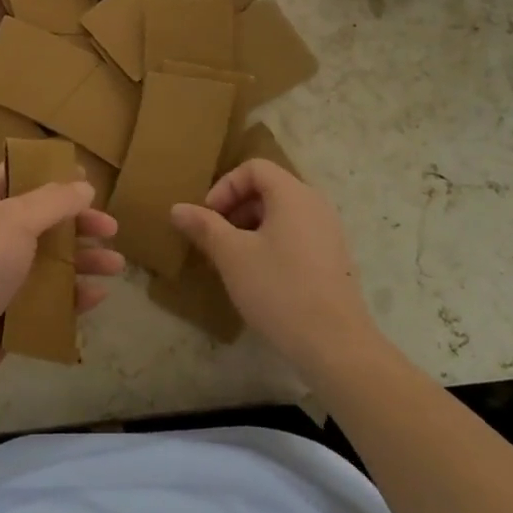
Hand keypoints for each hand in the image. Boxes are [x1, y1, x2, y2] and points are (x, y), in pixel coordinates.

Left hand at [0, 165, 122, 401]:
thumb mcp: (15, 221)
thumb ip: (54, 201)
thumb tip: (85, 186)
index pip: (15, 176)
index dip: (46, 171)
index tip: (82, 174)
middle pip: (44, 221)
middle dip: (79, 222)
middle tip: (110, 227)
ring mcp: (4, 276)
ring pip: (52, 261)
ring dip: (84, 260)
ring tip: (116, 265)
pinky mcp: (13, 312)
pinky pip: (50, 298)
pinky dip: (74, 296)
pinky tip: (98, 296)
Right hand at [171, 160, 376, 381]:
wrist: (335, 344)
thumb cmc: (279, 289)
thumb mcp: (232, 256)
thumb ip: (204, 226)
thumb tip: (177, 208)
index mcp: (293, 194)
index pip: (254, 168)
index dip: (225, 186)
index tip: (209, 218)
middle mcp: (315, 204)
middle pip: (268, 188)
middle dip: (236, 208)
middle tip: (216, 239)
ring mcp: (328, 232)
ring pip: (282, 214)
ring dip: (251, 227)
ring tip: (234, 260)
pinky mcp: (333, 258)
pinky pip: (296, 234)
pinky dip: (272, 243)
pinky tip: (260, 277)